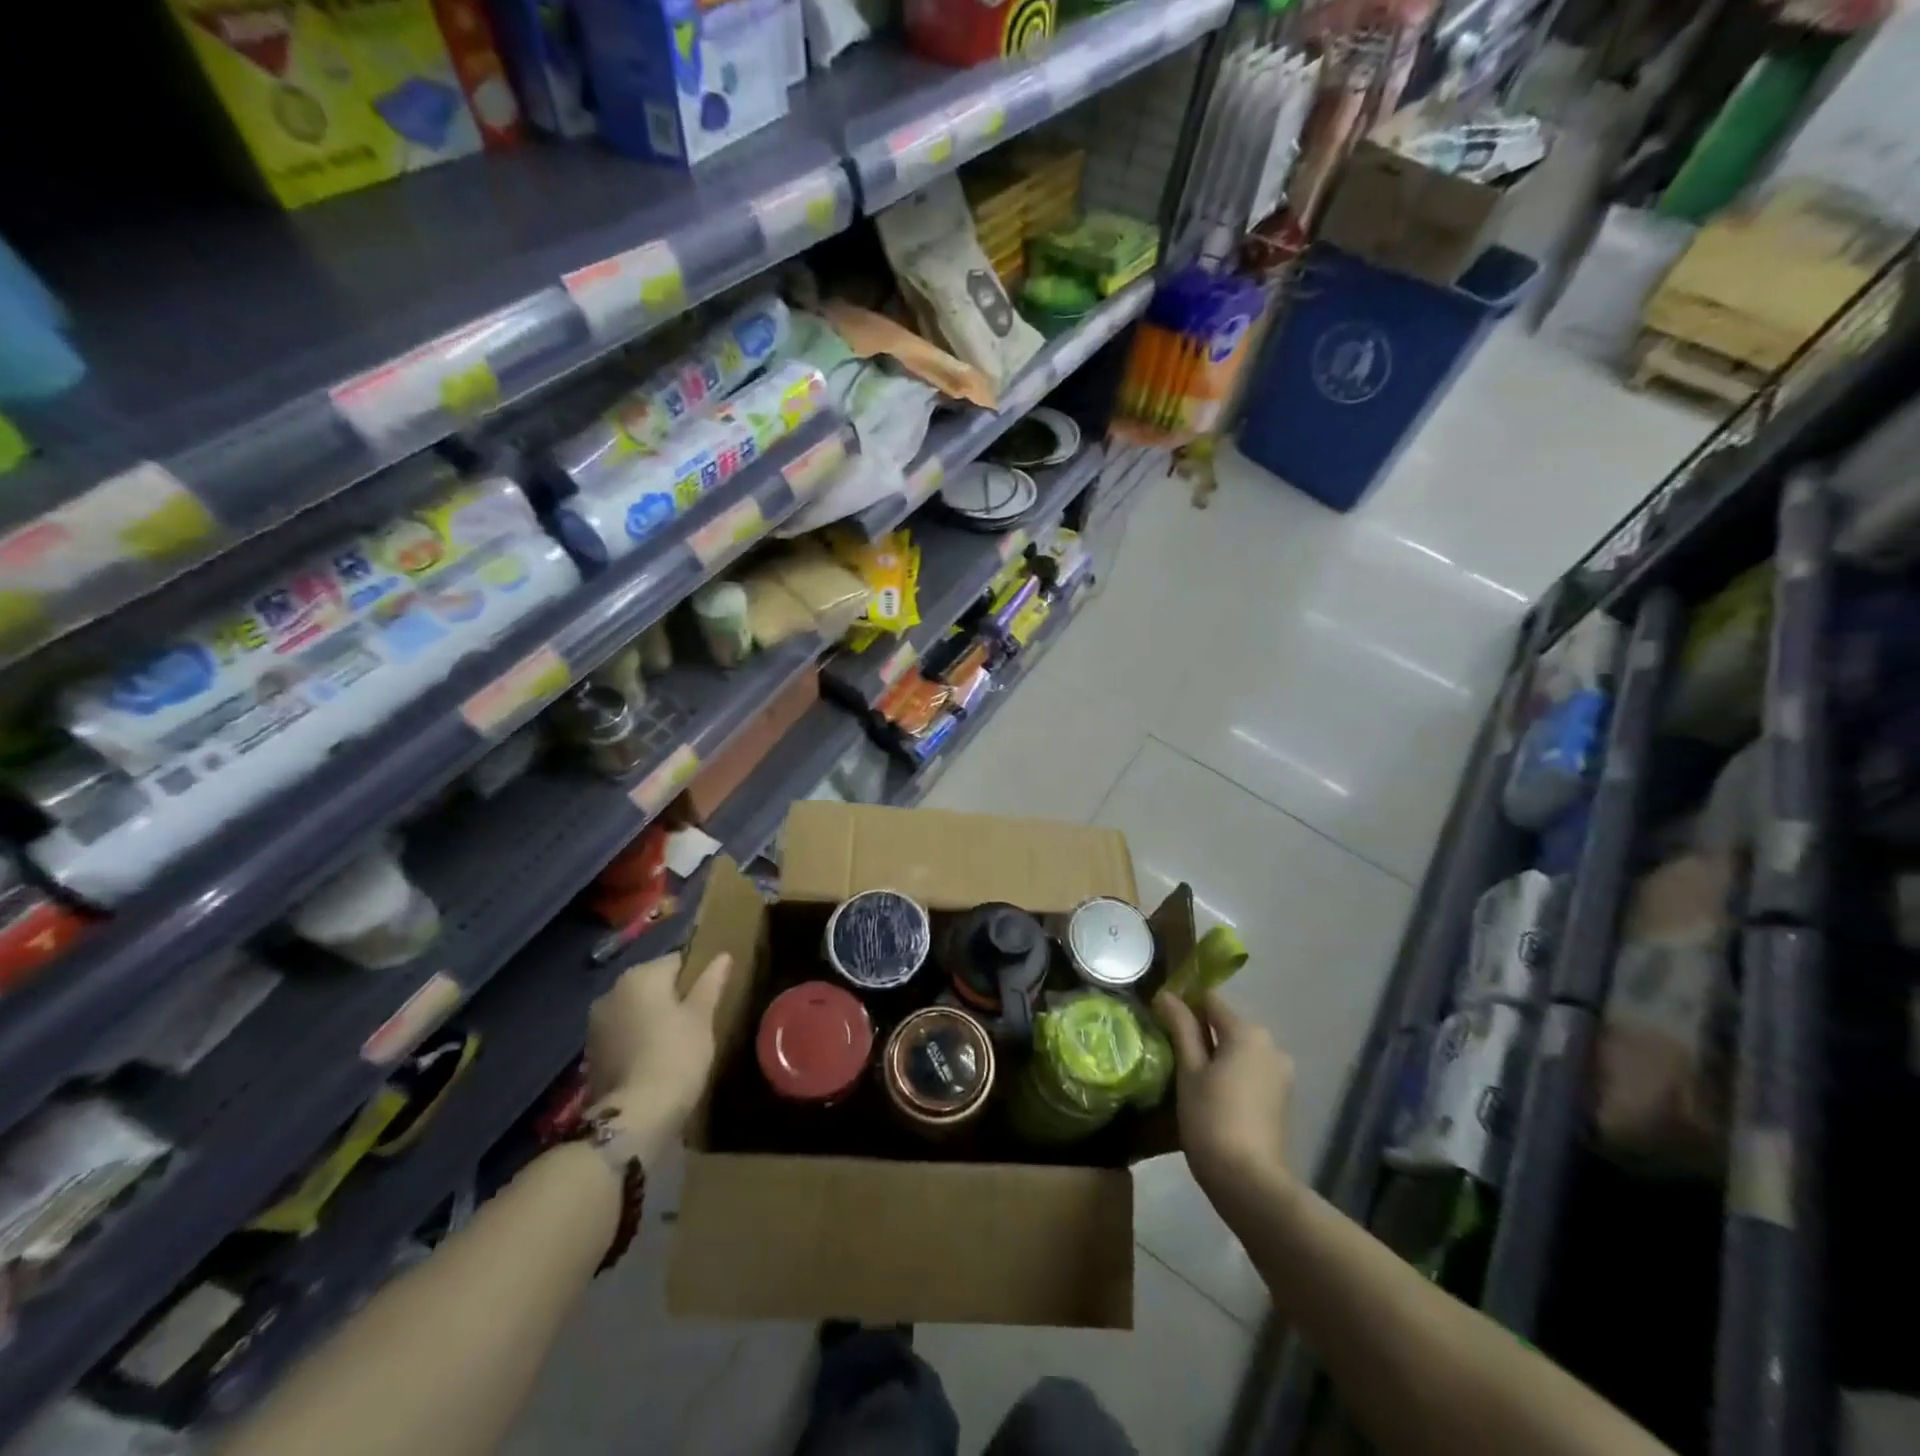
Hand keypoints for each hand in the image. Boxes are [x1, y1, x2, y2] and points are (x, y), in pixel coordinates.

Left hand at [587, 952, 734, 1141]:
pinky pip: (622, 1034)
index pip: (676, 961)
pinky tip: (654, 1059)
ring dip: (652, 1019)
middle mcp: (611, 992)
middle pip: (652, 985)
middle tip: (697, 1020)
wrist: (635, 1116)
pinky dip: (637, 1039)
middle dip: (672, 997)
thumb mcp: (702, 1017)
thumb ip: (711, 983)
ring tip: (676, 1041)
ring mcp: (596, 1024)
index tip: (711, 997)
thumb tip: (723, 956)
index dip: (697, 976)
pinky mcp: (591, 1054)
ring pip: (635, 1010)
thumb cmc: (677, 1055)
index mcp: (640, 976)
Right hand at [1155, 991, 1294, 1194]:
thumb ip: (1180, 1027)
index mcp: (1247, 1032)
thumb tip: (1166, 994)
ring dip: (1215, 1054)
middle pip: (1227, 1024)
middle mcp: (1270, 1045)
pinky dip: (1231, 1073)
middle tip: (1169, 1050)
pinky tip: (1211, 1094)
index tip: (1161, 1019)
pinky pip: (1250, 1070)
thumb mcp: (1189, 1071)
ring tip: (1187, 1074)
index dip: (1184, 1004)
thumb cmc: (1212, 1119)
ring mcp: (1280, 1073)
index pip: (1210, 1000)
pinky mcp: (1281, 1098)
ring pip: (1239, 1049)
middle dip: (1200, 1032)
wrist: (1250, 1183)